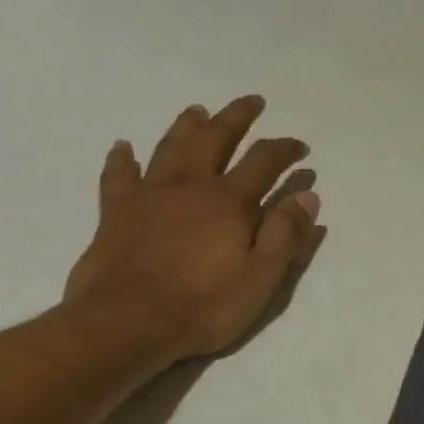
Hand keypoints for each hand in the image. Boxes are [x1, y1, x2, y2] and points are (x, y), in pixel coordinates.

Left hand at [62, 95, 322, 365]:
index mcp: (229, 202)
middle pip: (216, 139)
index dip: (285, 150)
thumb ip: (285, 234)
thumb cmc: (205, 306)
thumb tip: (307, 195)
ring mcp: (149, 194)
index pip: (264, 162)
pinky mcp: (116, 211)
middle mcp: (189, 185)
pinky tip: (124, 147)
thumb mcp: (261, 278)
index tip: (301, 147)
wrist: (129, 321)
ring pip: (170, 146)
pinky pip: (119, 174)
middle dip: (237, 118)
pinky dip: (123, 158)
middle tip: (253, 102)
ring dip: (187, 125)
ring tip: (198, 110)